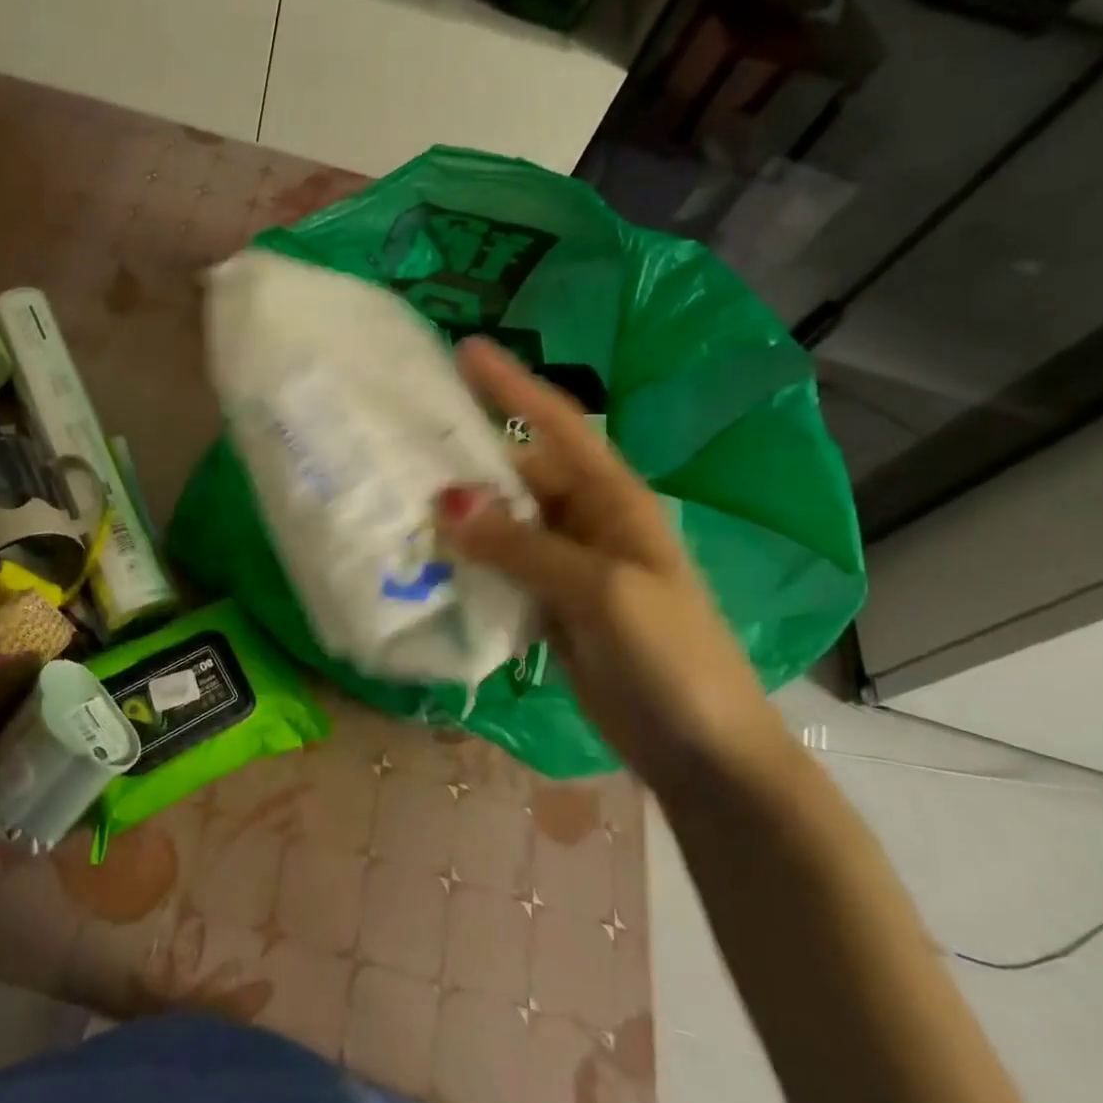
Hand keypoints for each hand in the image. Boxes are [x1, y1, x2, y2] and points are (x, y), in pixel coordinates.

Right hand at [436, 338, 781, 796]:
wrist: (705, 752)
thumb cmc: (671, 658)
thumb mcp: (602, 592)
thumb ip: (523, 547)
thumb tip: (446, 504)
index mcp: (614, 501)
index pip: (558, 426)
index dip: (512, 385)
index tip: (466, 350)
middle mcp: (587, 522)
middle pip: (518, 476)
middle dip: (466, 458)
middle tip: (401, 442)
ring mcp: (567, 566)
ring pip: (502, 524)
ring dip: (459, 514)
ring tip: (398, 496)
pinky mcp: (549, 605)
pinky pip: (499, 568)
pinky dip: (466, 561)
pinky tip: (425, 558)